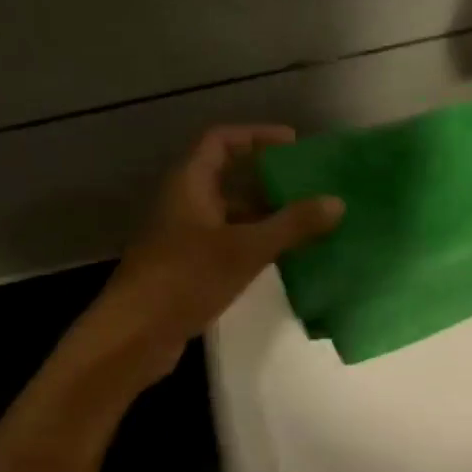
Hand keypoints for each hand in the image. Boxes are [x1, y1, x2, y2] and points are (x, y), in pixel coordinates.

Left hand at [71, 125, 343, 383]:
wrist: (134, 335)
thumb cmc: (185, 278)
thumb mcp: (245, 249)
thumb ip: (291, 225)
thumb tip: (337, 202)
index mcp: (190, 184)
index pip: (222, 141)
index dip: (257, 135)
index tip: (294, 143)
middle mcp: (185, 203)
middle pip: (229, 178)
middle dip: (269, 180)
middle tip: (310, 186)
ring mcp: (185, 237)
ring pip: (231, 215)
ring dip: (265, 216)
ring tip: (308, 222)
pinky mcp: (189, 268)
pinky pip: (228, 244)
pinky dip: (255, 244)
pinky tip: (284, 257)